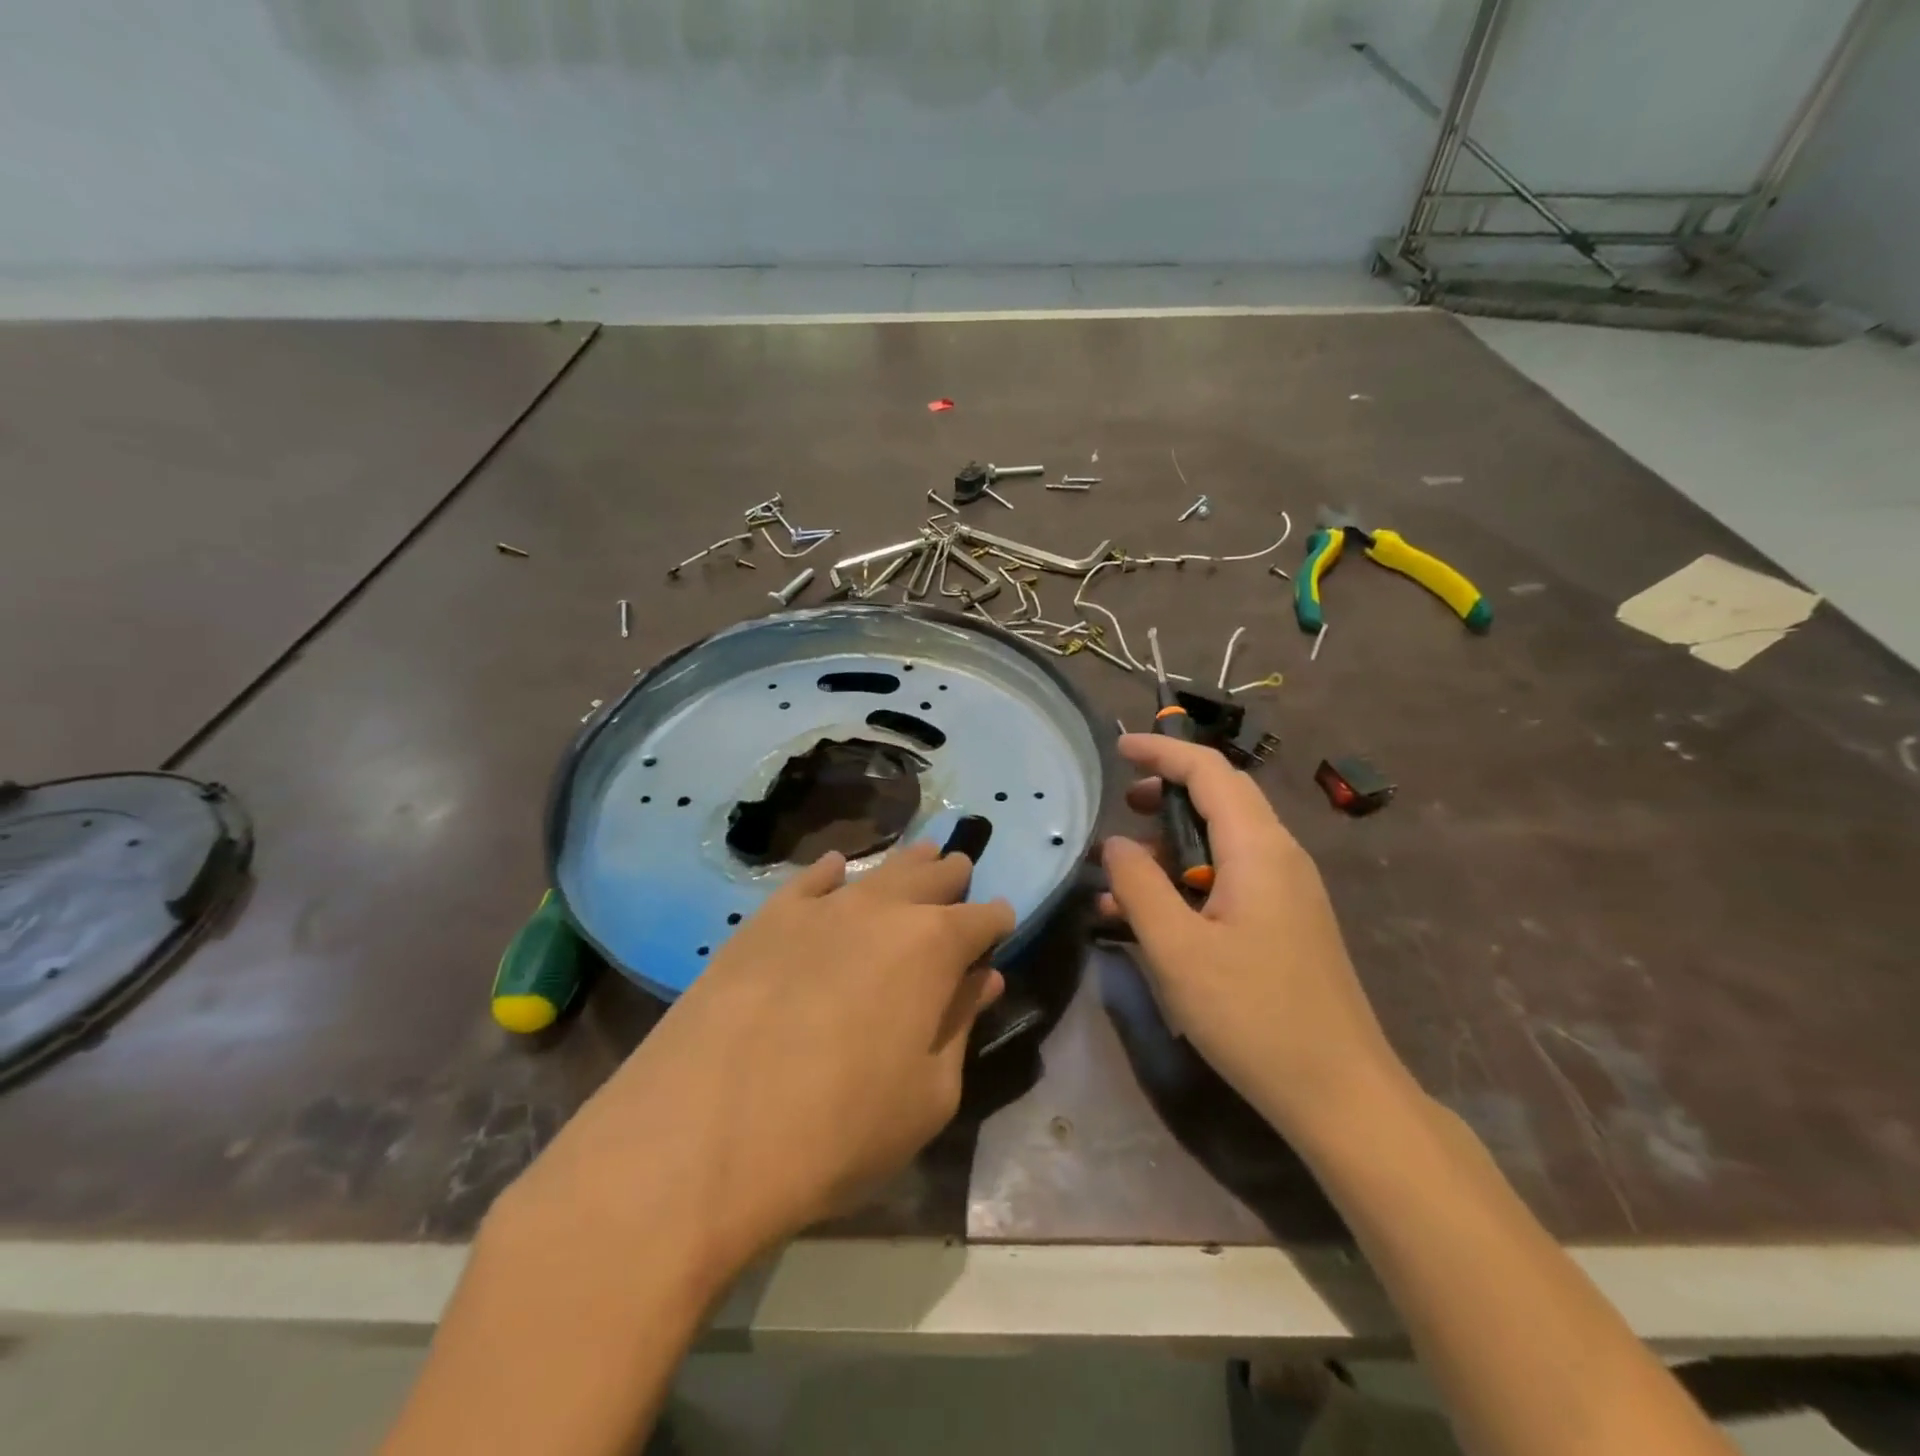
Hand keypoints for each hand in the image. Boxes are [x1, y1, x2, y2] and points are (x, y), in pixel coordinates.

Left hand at [502, 843, 1011, 1286]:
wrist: (702, 1137)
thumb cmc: (837, 1131)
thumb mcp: (926, 1097)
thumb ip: (958, 1026)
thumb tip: (981, 979)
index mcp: (934, 948)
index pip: (983, 919)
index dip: (997, 923)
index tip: (1000, 929)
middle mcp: (882, 910)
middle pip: (932, 877)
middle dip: (953, 877)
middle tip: (960, 876)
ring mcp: (819, 908)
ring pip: (877, 870)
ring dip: (905, 866)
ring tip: (920, 857)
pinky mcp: (764, 919)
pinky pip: (810, 880)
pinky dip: (832, 873)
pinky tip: (837, 869)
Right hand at [1101, 734, 1405, 1138]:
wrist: (1341, 1094)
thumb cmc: (1253, 1015)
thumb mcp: (1177, 949)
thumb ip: (1139, 886)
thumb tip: (1116, 843)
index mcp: (1259, 849)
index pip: (1209, 771)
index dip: (1163, 752)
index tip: (1119, 748)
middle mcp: (1280, 856)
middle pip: (1221, 798)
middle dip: (1167, 793)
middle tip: (1124, 807)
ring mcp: (1288, 890)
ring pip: (1224, 842)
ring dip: (1173, 847)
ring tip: (1123, 878)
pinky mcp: (1287, 921)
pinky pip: (1232, 877)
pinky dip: (1190, 880)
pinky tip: (1154, 918)